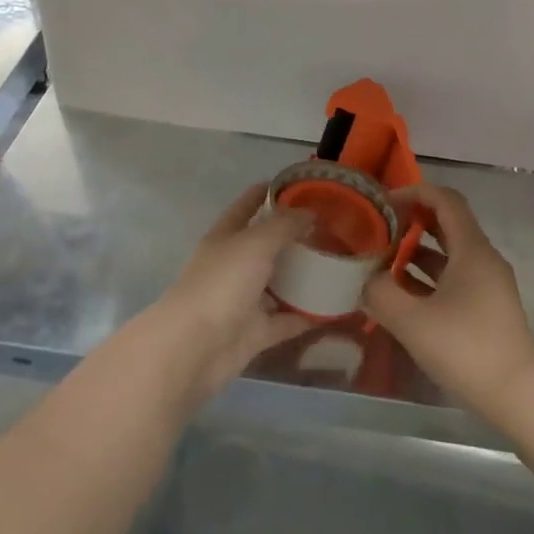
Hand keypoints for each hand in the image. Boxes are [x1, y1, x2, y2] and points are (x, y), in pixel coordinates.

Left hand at [146, 184, 313, 403]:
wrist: (194, 349)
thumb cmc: (221, 284)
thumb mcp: (254, 243)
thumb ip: (283, 226)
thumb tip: (309, 211)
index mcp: (226, 237)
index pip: (248, 205)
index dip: (270, 192)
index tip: (301, 184)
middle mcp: (234, 265)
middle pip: (267, 245)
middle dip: (295, 236)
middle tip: (333, 228)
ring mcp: (244, 300)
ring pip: (278, 284)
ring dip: (304, 276)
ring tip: (340, 264)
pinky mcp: (255, 332)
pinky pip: (286, 320)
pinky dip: (307, 315)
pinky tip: (335, 308)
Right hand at [360, 184, 533, 419]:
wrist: (517, 395)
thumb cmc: (465, 349)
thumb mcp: (411, 321)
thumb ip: (381, 293)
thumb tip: (367, 279)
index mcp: (472, 250)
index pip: (445, 200)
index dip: (414, 193)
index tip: (384, 203)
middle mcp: (484, 259)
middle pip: (448, 224)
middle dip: (412, 222)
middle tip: (380, 230)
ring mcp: (489, 284)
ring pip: (450, 254)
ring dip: (417, 252)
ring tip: (383, 262)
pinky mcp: (487, 307)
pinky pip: (455, 278)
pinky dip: (429, 277)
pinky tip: (403, 294)